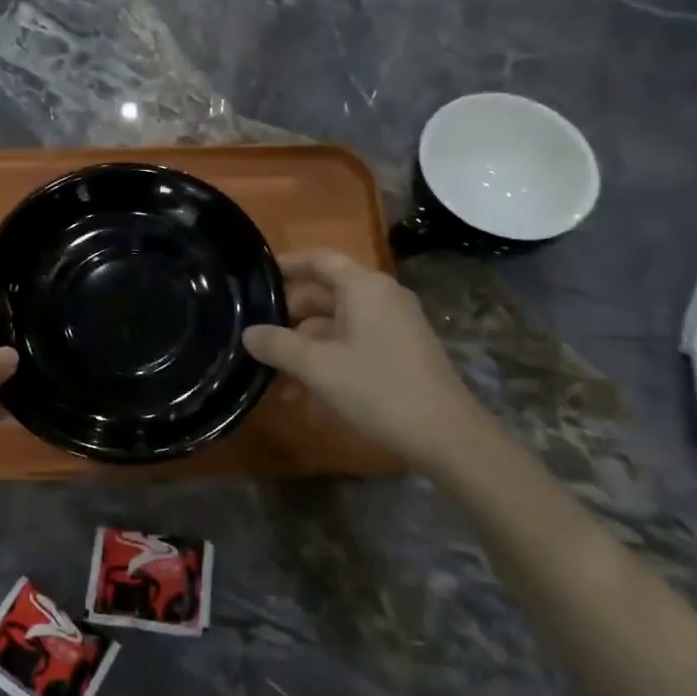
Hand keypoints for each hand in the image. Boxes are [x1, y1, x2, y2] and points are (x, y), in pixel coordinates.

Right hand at [243, 249, 488, 468]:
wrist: (447, 436)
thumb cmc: (378, 389)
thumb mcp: (319, 367)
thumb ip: (279, 346)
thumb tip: (249, 333)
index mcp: (364, 287)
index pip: (319, 259)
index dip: (286, 265)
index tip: (255, 278)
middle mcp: (380, 298)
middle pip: (324, 294)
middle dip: (288, 318)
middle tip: (255, 337)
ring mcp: (393, 326)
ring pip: (335, 326)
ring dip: (304, 348)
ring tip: (272, 379)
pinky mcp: (399, 354)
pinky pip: (352, 346)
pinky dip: (327, 362)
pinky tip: (303, 396)